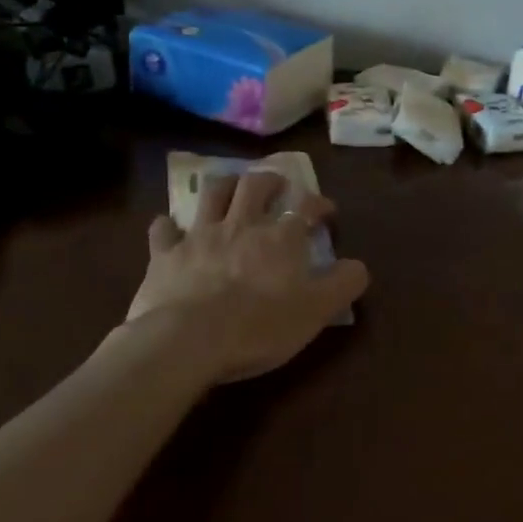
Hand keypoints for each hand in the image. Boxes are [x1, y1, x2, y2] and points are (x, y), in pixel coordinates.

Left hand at [125, 171, 369, 382]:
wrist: (188, 341)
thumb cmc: (259, 326)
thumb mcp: (316, 312)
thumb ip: (343, 285)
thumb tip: (358, 266)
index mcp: (281, 238)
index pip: (306, 206)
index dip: (319, 204)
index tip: (326, 212)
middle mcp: (242, 225)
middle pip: (255, 185)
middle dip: (269, 180)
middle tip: (276, 187)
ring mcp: (200, 236)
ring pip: (213, 193)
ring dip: (224, 186)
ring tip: (231, 189)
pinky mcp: (165, 255)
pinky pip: (163, 231)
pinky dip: (167, 226)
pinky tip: (169, 227)